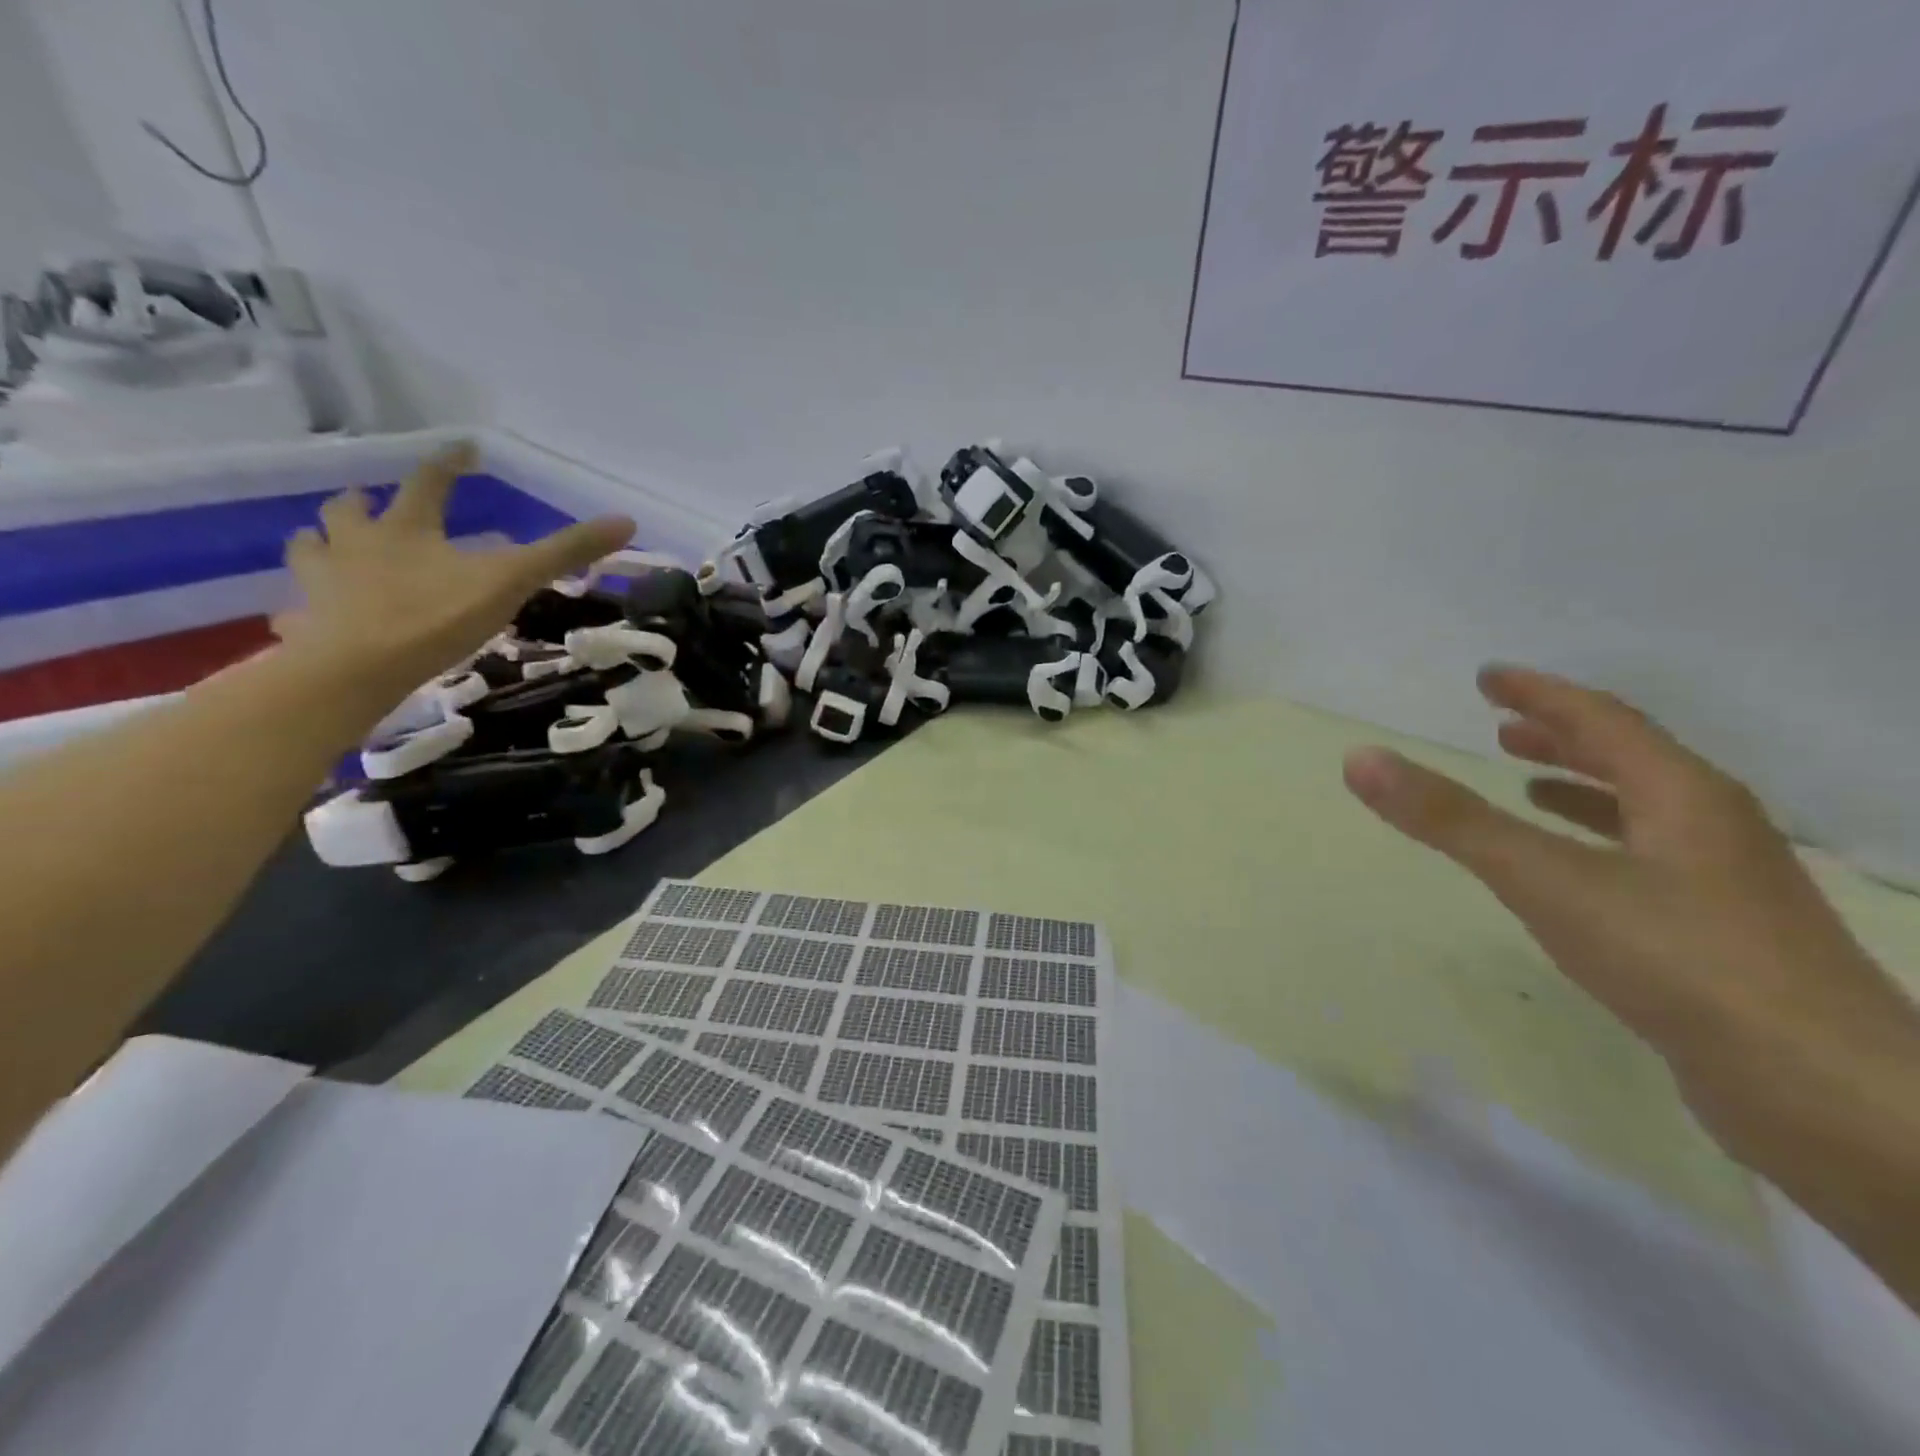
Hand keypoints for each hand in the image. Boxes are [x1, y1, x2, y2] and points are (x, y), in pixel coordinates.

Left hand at [275, 442, 634, 709]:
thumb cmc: (436, 616)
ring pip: (310, 549)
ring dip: (319, 544)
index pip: (429, 482)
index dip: (448, 463)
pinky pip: (298, 609)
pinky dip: (304, 608)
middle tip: (370, 503)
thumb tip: (626, 520)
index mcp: (407, 529)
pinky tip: (309, 617)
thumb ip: (565, 552)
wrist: (358, 667)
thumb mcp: (512, 580)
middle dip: (361, 504)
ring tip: (325, 548)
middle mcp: (356, 544)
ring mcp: (324, 582)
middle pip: (349, 511)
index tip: (462, 449)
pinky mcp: (307, 623)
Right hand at [1342, 667, 1911, 1094]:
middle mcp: (1711, 826)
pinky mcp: (1721, 937)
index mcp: (1682, 795)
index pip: (1601, 719)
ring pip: (1641, 812)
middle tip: (1501, 725)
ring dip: (1581, 788)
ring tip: (1526, 785)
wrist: (1826, 1095)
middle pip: (1630, 759)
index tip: (1488, 677)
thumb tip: (1360, 758)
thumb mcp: (1545, 880)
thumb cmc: (1679, 960)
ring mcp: (1724, 884)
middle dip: (1561, 736)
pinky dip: (1598, 844)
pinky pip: (1646, 861)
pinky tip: (1571, 874)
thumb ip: (1451, 819)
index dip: (1540, 693)